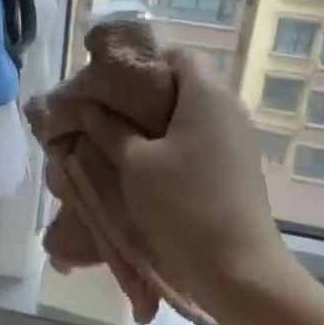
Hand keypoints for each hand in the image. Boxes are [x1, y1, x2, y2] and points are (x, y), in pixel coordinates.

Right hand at [77, 53, 306, 313]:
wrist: (238, 269)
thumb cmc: (182, 205)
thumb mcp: (134, 164)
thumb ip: (108, 128)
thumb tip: (86, 106)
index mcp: (207, 95)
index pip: (177, 55)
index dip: (142, 63)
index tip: (108, 85)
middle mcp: (228, 109)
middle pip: (182, 84)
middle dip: (141, 96)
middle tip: (103, 114)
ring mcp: (236, 140)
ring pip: (189, 116)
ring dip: (154, 124)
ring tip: (116, 142)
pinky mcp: (236, 167)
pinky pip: (199, 140)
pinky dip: (171, 145)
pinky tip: (143, 167)